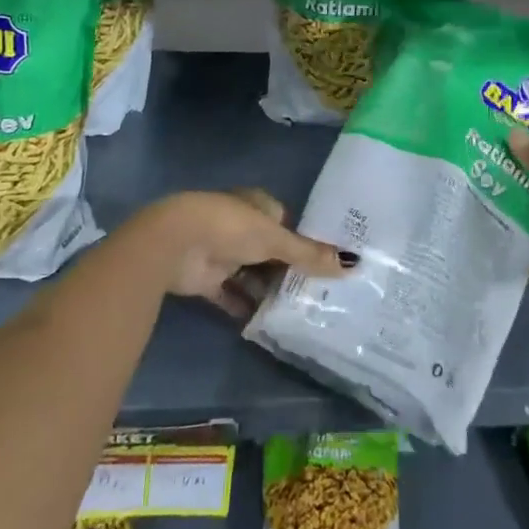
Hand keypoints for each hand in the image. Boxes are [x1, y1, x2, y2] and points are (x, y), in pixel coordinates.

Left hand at [130, 188, 352, 318]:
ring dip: (267, 290)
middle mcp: (239, 226)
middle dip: (287, 269)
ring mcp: (221, 253)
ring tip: (297, 312)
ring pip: (251, 273)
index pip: (284, 221)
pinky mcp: (206, 279)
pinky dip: (244, 307)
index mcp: (256, 205)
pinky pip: (230, 295)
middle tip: (316, 292)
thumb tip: (352, 263)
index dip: (302, 240)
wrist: (176, 243)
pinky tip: (265, 323)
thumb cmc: (231, 227)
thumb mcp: (276, 239)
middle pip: (269, 249)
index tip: (324, 262)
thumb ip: (309, 254)